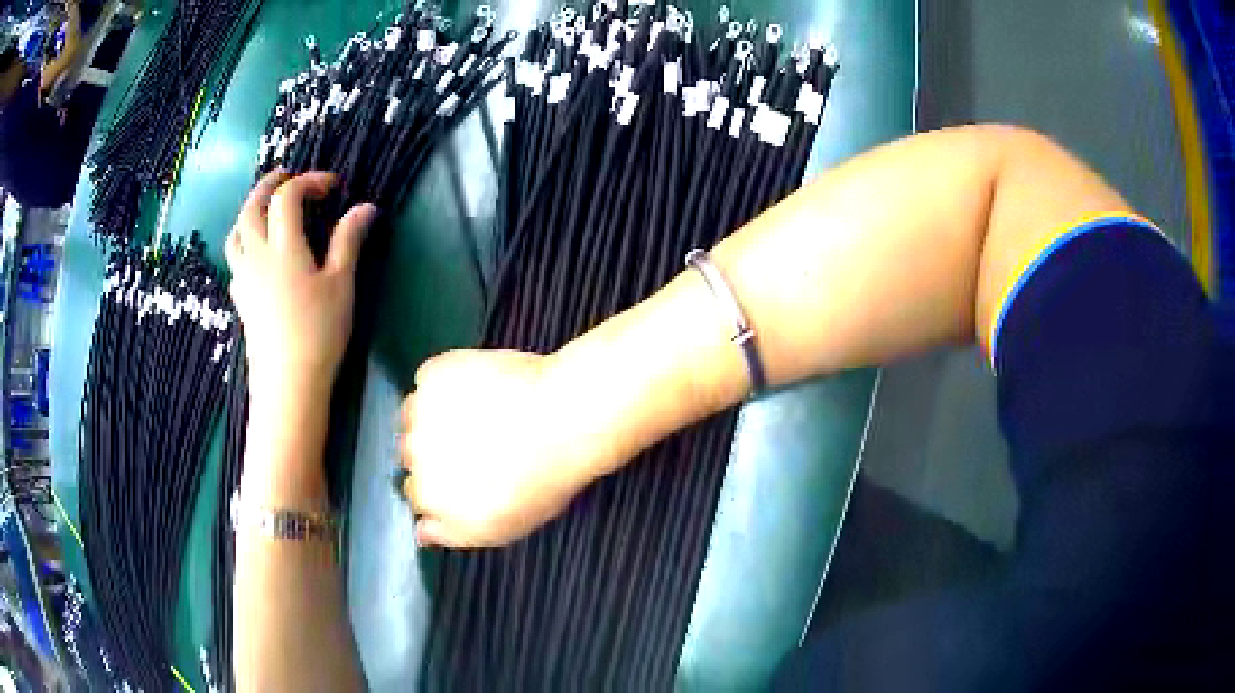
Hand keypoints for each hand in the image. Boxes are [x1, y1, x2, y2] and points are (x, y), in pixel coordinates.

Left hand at [226, 170, 377, 405]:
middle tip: (287, 176)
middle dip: (269, 184)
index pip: (287, 197)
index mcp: (283, 247)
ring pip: (237, 231)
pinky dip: (245, 240)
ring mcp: (243, 277)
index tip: (333, 186)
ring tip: (267, 208)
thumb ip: (349, 241)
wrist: (288, 384)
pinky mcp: (240, 299)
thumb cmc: (319, 333)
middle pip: (251, 207)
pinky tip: (259, 252)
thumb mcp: (341, 285)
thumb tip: (366, 207)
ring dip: (250, 210)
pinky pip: (235, 257)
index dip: (309, 181)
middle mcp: (256, 255)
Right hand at [400, 350, 612, 547]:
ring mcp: (421, 414)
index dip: (443, 484)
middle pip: (410, 454)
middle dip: (435, 450)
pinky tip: (479, 387)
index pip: (417, 494)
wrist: (564, 419)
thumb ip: (452, 534)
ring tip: (479, 413)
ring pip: (413, 415)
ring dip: (434, 415)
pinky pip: (429, 378)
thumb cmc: (544, 478)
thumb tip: (421, 533)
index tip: (467, 474)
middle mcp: (415, 458)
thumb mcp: (502, 527)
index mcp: (432, 499)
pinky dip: (446, 381)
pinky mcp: (433, 376)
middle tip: (477, 442)